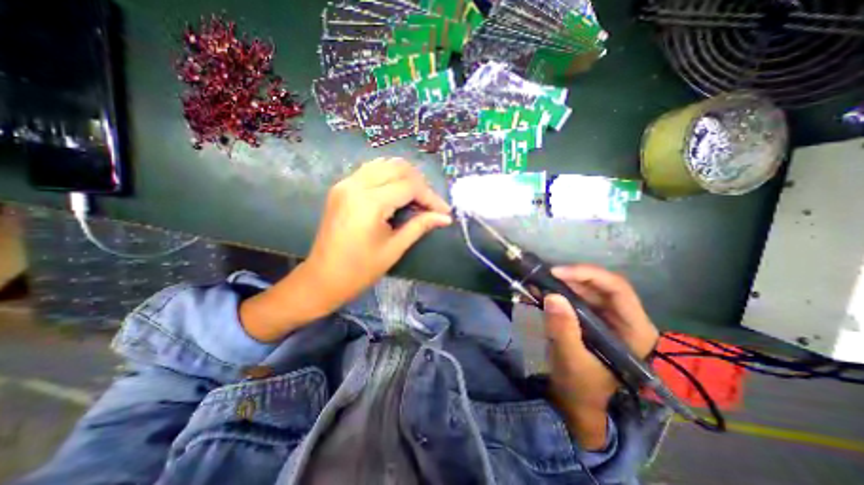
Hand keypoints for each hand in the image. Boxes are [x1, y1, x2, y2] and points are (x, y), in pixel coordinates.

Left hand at [304, 156, 452, 310]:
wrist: (323, 278)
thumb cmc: (360, 270)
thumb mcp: (394, 248)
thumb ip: (420, 226)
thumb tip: (445, 218)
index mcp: (369, 202)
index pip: (410, 186)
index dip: (431, 197)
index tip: (444, 211)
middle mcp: (356, 185)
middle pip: (398, 168)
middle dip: (421, 184)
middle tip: (431, 204)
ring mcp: (346, 183)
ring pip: (384, 164)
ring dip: (406, 176)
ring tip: (418, 197)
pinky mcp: (341, 187)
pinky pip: (371, 170)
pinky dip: (389, 176)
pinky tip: (397, 192)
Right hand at [542, 263, 659, 449]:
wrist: (575, 400)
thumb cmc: (580, 387)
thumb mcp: (571, 361)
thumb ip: (563, 330)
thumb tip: (552, 296)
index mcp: (633, 330)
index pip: (618, 289)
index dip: (589, 275)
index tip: (558, 273)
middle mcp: (623, 318)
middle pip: (600, 285)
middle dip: (570, 277)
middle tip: (543, 276)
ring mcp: (605, 316)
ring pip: (585, 288)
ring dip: (561, 282)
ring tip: (538, 281)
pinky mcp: (589, 317)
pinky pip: (574, 296)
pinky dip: (556, 291)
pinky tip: (539, 290)